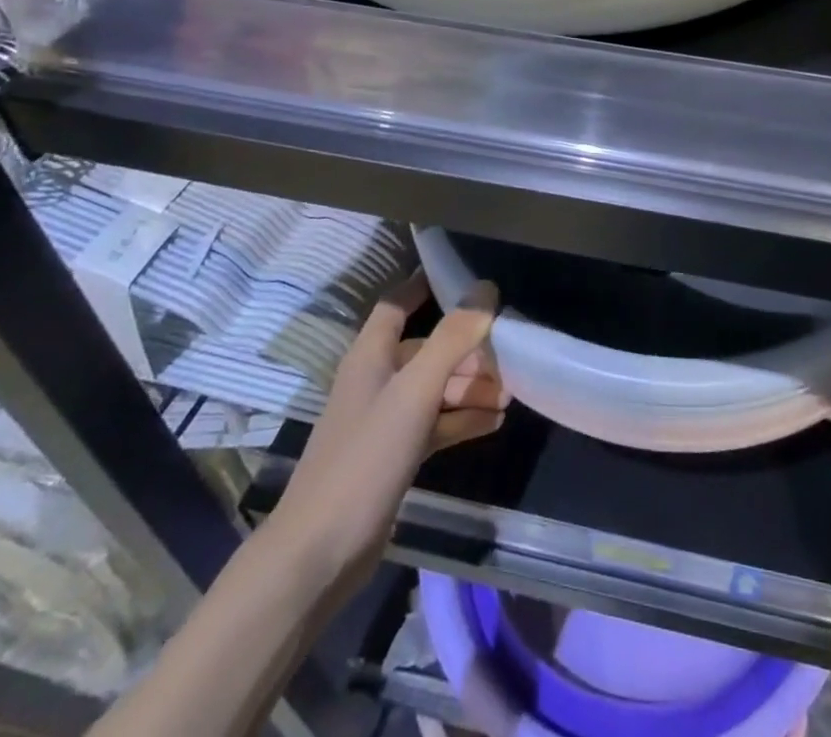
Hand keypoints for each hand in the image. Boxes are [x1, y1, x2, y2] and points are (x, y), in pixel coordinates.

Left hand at [265, 270, 506, 582]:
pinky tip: (495, 422)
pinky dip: (462, 419)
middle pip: (426, 349)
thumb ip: (452, 338)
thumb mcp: (415, 391)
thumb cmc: (365, 458)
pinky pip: (435, 425)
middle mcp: (376, 381)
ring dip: (470, 386)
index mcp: (370, 356)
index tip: (465, 276)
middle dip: (467, 348)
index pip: (398, 304)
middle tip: (510, 353)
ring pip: (434, 389)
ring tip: (511, 391)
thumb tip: (486, 288)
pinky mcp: (393, 457)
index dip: (425, 286)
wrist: (319, 554)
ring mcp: (384, 421)